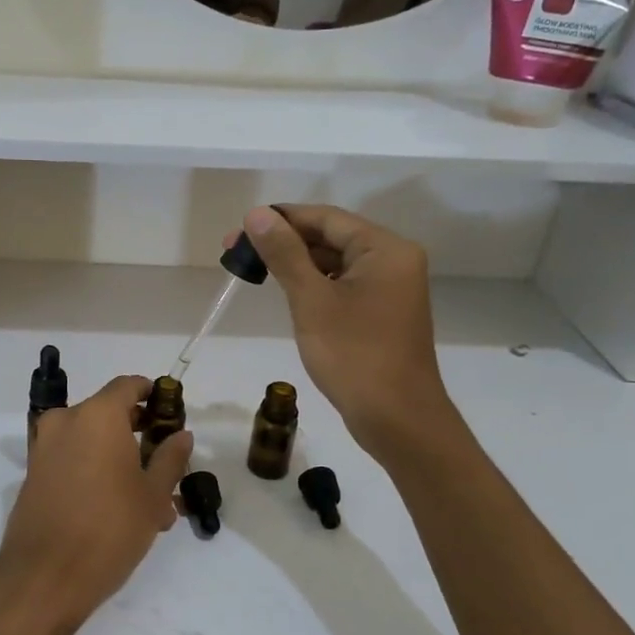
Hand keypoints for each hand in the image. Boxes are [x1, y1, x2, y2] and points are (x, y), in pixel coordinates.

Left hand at [0, 375, 192, 634]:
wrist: (43, 578)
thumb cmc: (109, 530)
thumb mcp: (152, 496)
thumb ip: (169, 458)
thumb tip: (181, 435)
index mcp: (97, 415)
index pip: (128, 386)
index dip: (152, 395)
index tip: (170, 414)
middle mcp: (66, 421)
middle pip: (108, 414)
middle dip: (138, 435)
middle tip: (165, 464)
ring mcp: (44, 448)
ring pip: (91, 442)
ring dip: (119, 460)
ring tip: (149, 501)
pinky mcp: (33, 474)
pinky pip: (72, 460)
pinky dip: (95, 472)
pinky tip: (118, 509)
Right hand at [235, 205, 456, 459]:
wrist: (397, 420)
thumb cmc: (354, 356)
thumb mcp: (311, 300)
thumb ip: (284, 254)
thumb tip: (257, 215)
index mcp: (384, 249)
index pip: (326, 218)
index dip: (281, 219)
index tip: (239, 229)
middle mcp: (393, 261)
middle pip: (331, 237)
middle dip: (285, 242)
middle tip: (236, 253)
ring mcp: (391, 289)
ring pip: (336, 263)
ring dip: (297, 264)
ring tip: (254, 271)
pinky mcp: (383, 313)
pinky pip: (344, 285)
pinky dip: (315, 285)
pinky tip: (287, 293)